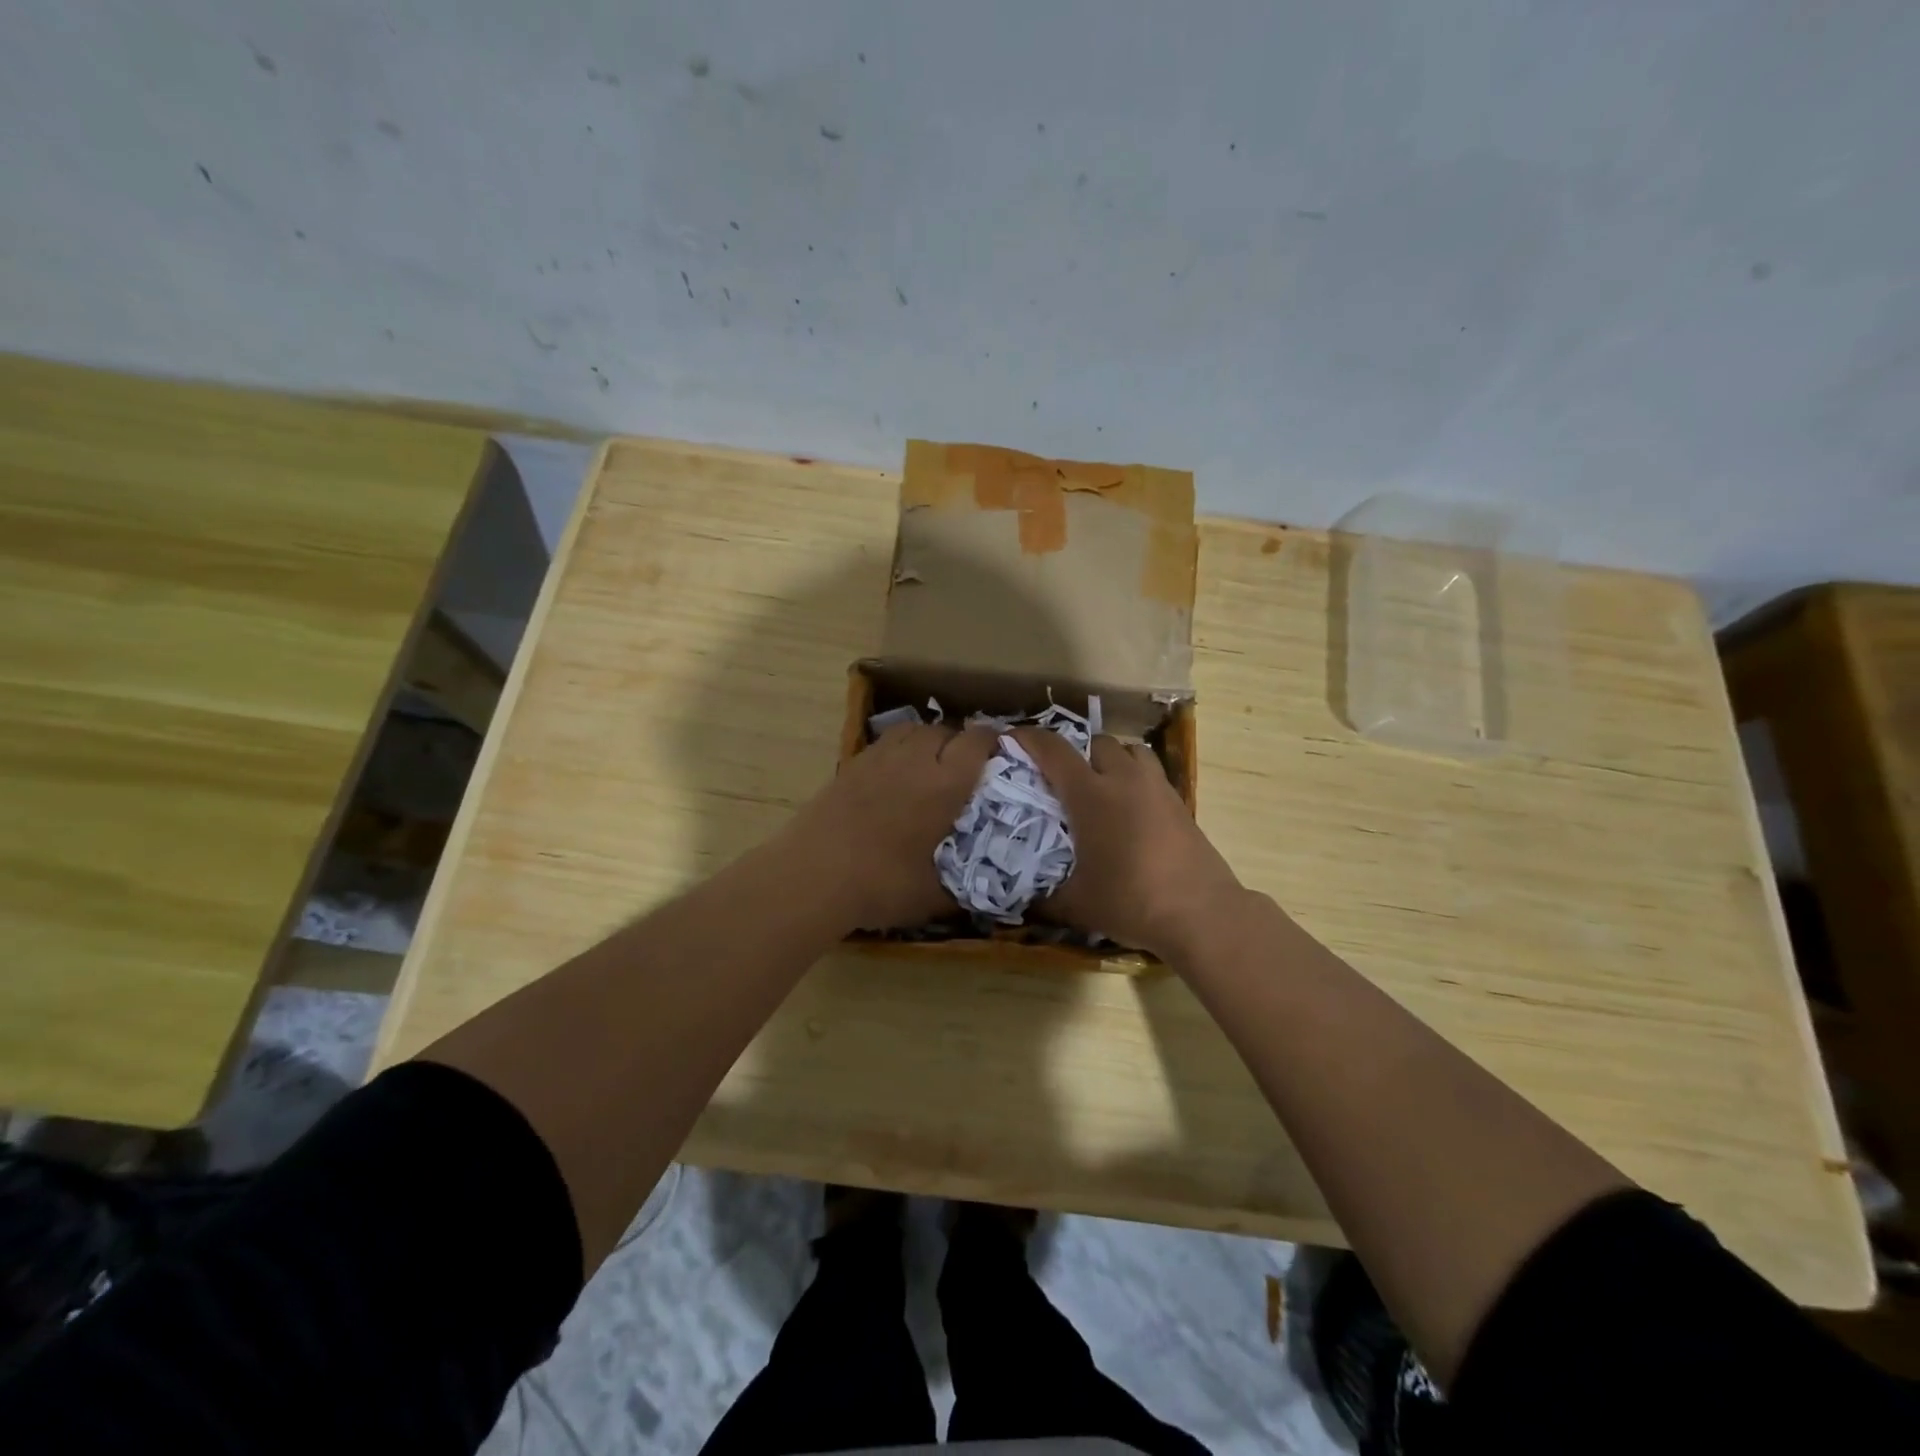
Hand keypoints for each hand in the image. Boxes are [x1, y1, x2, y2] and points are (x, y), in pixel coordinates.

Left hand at [784, 723, 997, 931]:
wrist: (811, 876)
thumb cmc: (880, 885)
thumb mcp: (931, 898)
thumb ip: (961, 892)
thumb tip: (982, 896)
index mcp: (944, 785)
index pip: (976, 742)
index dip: (992, 741)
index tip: (1000, 752)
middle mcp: (914, 761)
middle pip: (943, 730)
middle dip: (959, 742)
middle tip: (964, 767)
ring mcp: (878, 759)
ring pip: (911, 729)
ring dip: (927, 740)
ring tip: (929, 764)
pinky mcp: (850, 766)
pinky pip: (884, 743)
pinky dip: (898, 750)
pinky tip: (894, 776)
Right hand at [1011, 728, 1246, 959]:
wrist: (1200, 913)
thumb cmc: (1131, 902)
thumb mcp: (1076, 905)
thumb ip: (1043, 898)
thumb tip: (1019, 901)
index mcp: (1091, 795)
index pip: (1054, 750)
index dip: (1029, 739)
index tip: (1012, 738)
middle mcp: (1124, 780)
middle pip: (1097, 742)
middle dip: (1076, 752)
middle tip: (1062, 777)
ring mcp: (1157, 788)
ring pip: (1131, 751)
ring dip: (1111, 759)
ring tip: (1101, 785)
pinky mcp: (1180, 803)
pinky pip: (1152, 774)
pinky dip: (1136, 779)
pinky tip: (1130, 810)